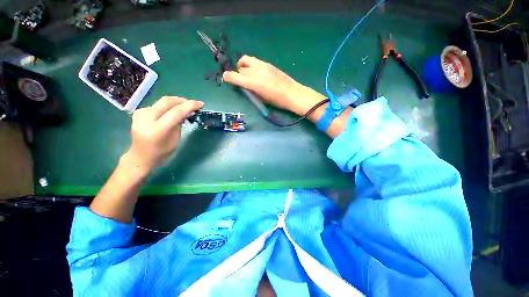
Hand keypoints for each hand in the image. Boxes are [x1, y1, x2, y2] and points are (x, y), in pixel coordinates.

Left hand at [125, 96, 203, 172]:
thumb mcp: (175, 139)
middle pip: (167, 101)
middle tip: (193, 104)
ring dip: (176, 103)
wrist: (140, 156)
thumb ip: (180, 123)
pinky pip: (157, 105)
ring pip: (162, 102)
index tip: (201, 104)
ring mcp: (140, 113)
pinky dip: (168, 106)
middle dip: (182, 101)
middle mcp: (146, 118)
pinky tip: (173, 111)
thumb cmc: (161, 152)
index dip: (190, 106)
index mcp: (157, 129)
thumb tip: (188, 112)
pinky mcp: (139, 112)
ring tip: (185, 108)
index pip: (176, 112)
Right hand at [222, 55, 324, 115]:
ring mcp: (262, 65)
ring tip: (246, 73)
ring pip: (246, 60)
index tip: (226, 78)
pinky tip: (256, 72)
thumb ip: (250, 90)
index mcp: (253, 83)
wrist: (292, 93)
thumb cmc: (276, 101)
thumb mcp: (261, 98)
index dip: (228, 77)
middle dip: (238, 73)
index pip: (234, 76)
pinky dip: (251, 65)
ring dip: (243, 66)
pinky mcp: (268, 64)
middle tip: (241, 80)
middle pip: (240, 68)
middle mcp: (256, 71)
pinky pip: (254, 61)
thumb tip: (244, 85)